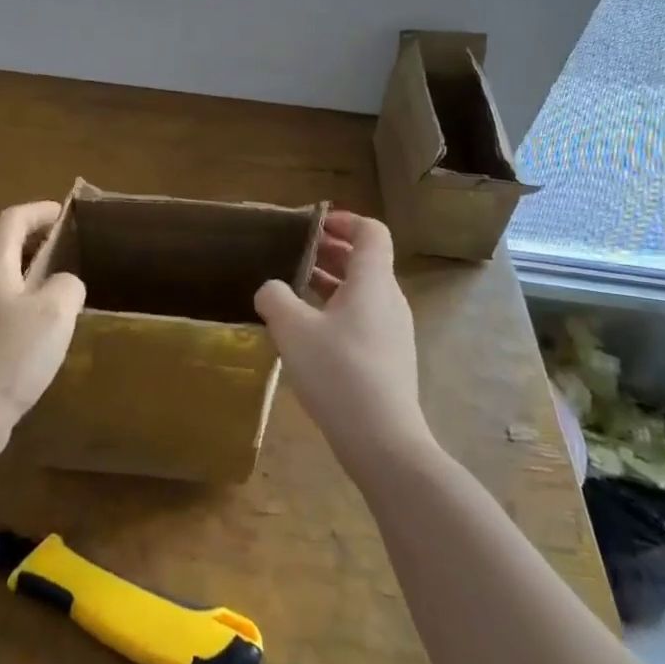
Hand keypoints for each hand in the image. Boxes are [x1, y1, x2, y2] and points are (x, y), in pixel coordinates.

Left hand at [0, 201, 86, 462]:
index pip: (10, 219)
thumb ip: (66, 286)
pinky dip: (5, 295)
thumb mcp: (54, 315)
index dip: (37, 211)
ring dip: (9, 265)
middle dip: (11, 231)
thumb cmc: (8, 358)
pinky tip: (29, 322)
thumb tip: (64, 284)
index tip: (62, 214)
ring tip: (44, 282)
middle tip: (42, 243)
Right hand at [255, 210, 429, 463]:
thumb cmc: (338, 373)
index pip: (372, 231)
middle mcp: (389, 299)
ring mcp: (393, 332)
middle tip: (294, 253)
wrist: (384, 443)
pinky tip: (308, 332)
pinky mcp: (389, 359)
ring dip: (330, 282)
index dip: (344, 220)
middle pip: (365, 260)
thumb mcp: (292, 329)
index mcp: (372, 281)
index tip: (312, 225)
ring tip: (293, 289)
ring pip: (362, 291)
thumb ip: (275, 297)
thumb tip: (270, 289)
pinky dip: (336, 310)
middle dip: (330, 250)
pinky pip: (363, 318)